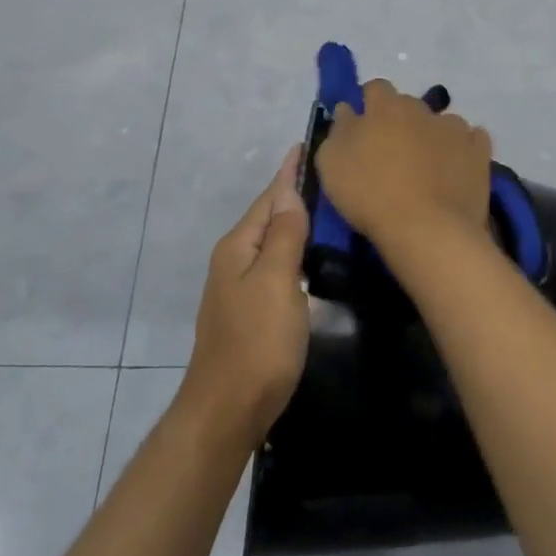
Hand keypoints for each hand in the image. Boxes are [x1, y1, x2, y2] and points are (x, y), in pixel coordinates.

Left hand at [184, 145, 310, 445]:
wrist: (228, 410)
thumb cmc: (257, 343)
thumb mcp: (275, 282)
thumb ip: (283, 236)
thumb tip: (289, 192)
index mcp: (238, 247)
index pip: (269, 197)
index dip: (288, 172)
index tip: (305, 144)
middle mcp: (233, 260)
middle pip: (267, 216)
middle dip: (292, 193)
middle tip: (327, 172)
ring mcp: (238, 288)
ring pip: (271, 242)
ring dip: (294, 221)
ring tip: (324, 206)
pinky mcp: (250, 312)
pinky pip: (274, 265)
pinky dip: (293, 250)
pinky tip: (310, 255)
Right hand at [314, 78, 492, 250]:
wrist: (426, 229)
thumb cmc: (370, 194)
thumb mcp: (331, 162)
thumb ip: (339, 129)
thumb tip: (348, 110)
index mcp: (385, 107)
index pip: (375, 88)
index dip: (368, 104)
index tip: (363, 126)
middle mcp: (422, 109)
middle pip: (408, 105)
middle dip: (400, 122)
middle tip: (392, 153)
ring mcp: (455, 129)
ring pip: (442, 123)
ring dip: (433, 136)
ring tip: (427, 167)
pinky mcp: (480, 152)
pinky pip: (472, 140)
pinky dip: (463, 150)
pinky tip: (456, 170)